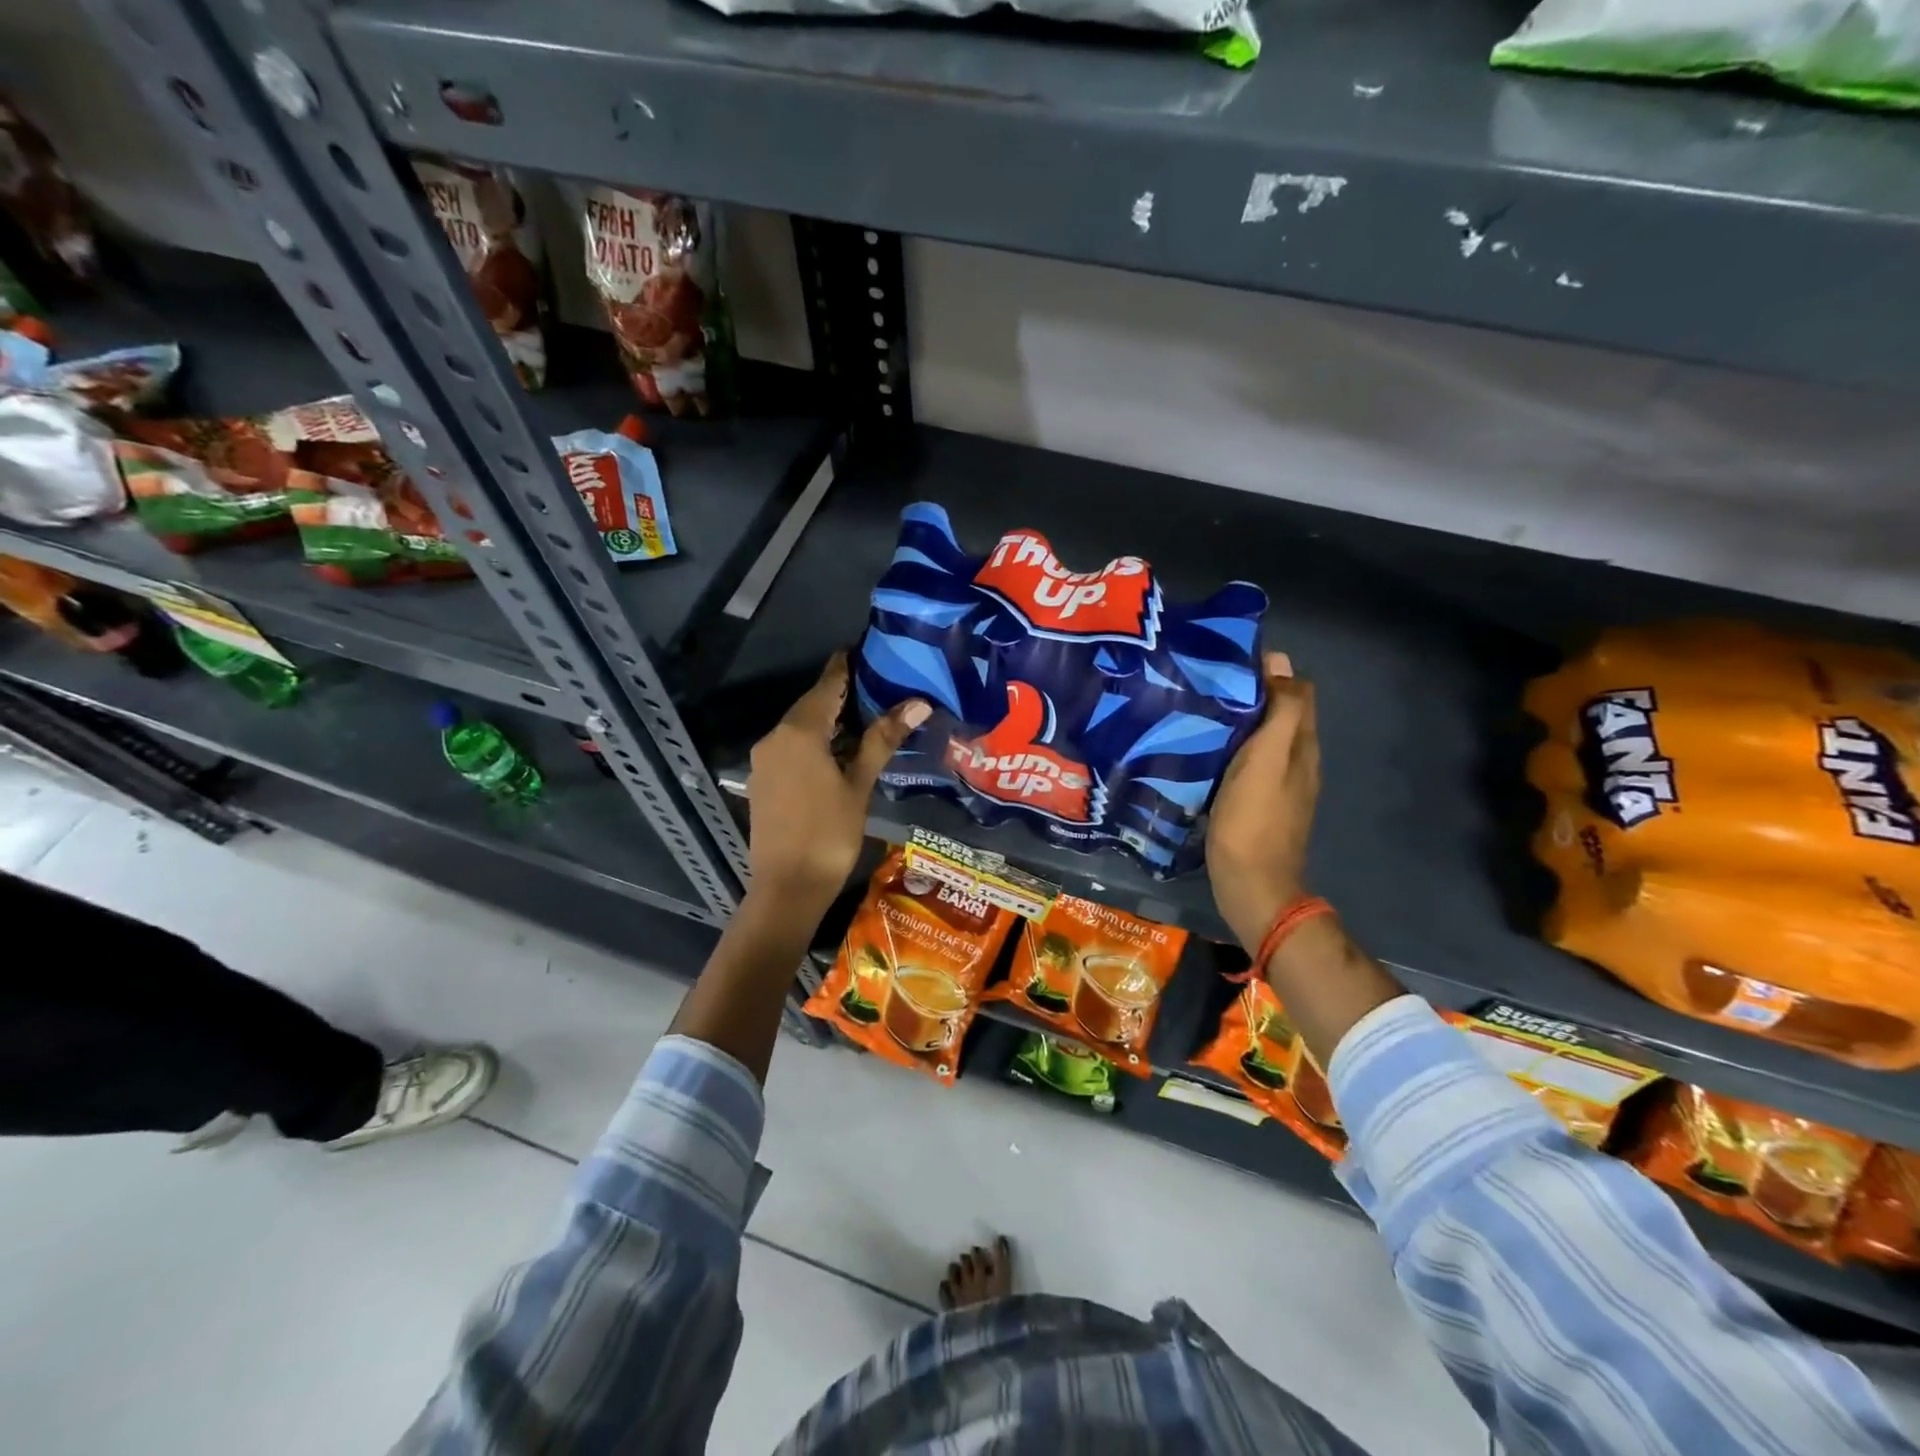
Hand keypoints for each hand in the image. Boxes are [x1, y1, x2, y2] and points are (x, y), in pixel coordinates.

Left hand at [747, 653, 928, 916]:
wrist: (787, 887)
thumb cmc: (829, 833)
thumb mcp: (859, 784)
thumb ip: (883, 739)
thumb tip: (917, 703)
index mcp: (799, 732)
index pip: (826, 686)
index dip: (844, 668)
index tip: (861, 650)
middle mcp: (775, 737)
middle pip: (811, 705)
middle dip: (840, 695)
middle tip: (876, 685)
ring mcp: (765, 760)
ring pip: (800, 727)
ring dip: (828, 720)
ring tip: (864, 716)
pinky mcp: (763, 780)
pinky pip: (791, 747)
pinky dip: (814, 741)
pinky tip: (838, 750)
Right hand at [1207, 652, 1320, 951]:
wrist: (1252, 887)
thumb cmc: (1254, 821)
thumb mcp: (1266, 760)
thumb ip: (1280, 712)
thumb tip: (1281, 662)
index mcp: (1301, 745)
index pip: (1296, 690)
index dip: (1269, 671)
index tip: (1227, 662)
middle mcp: (1296, 760)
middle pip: (1277, 713)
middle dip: (1248, 693)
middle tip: (1204, 684)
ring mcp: (1277, 784)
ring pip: (1260, 738)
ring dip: (1237, 722)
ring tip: (1198, 711)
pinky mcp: (1257, 802)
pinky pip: (1247, 762)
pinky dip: (1230, 750)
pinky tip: (1203, 752)